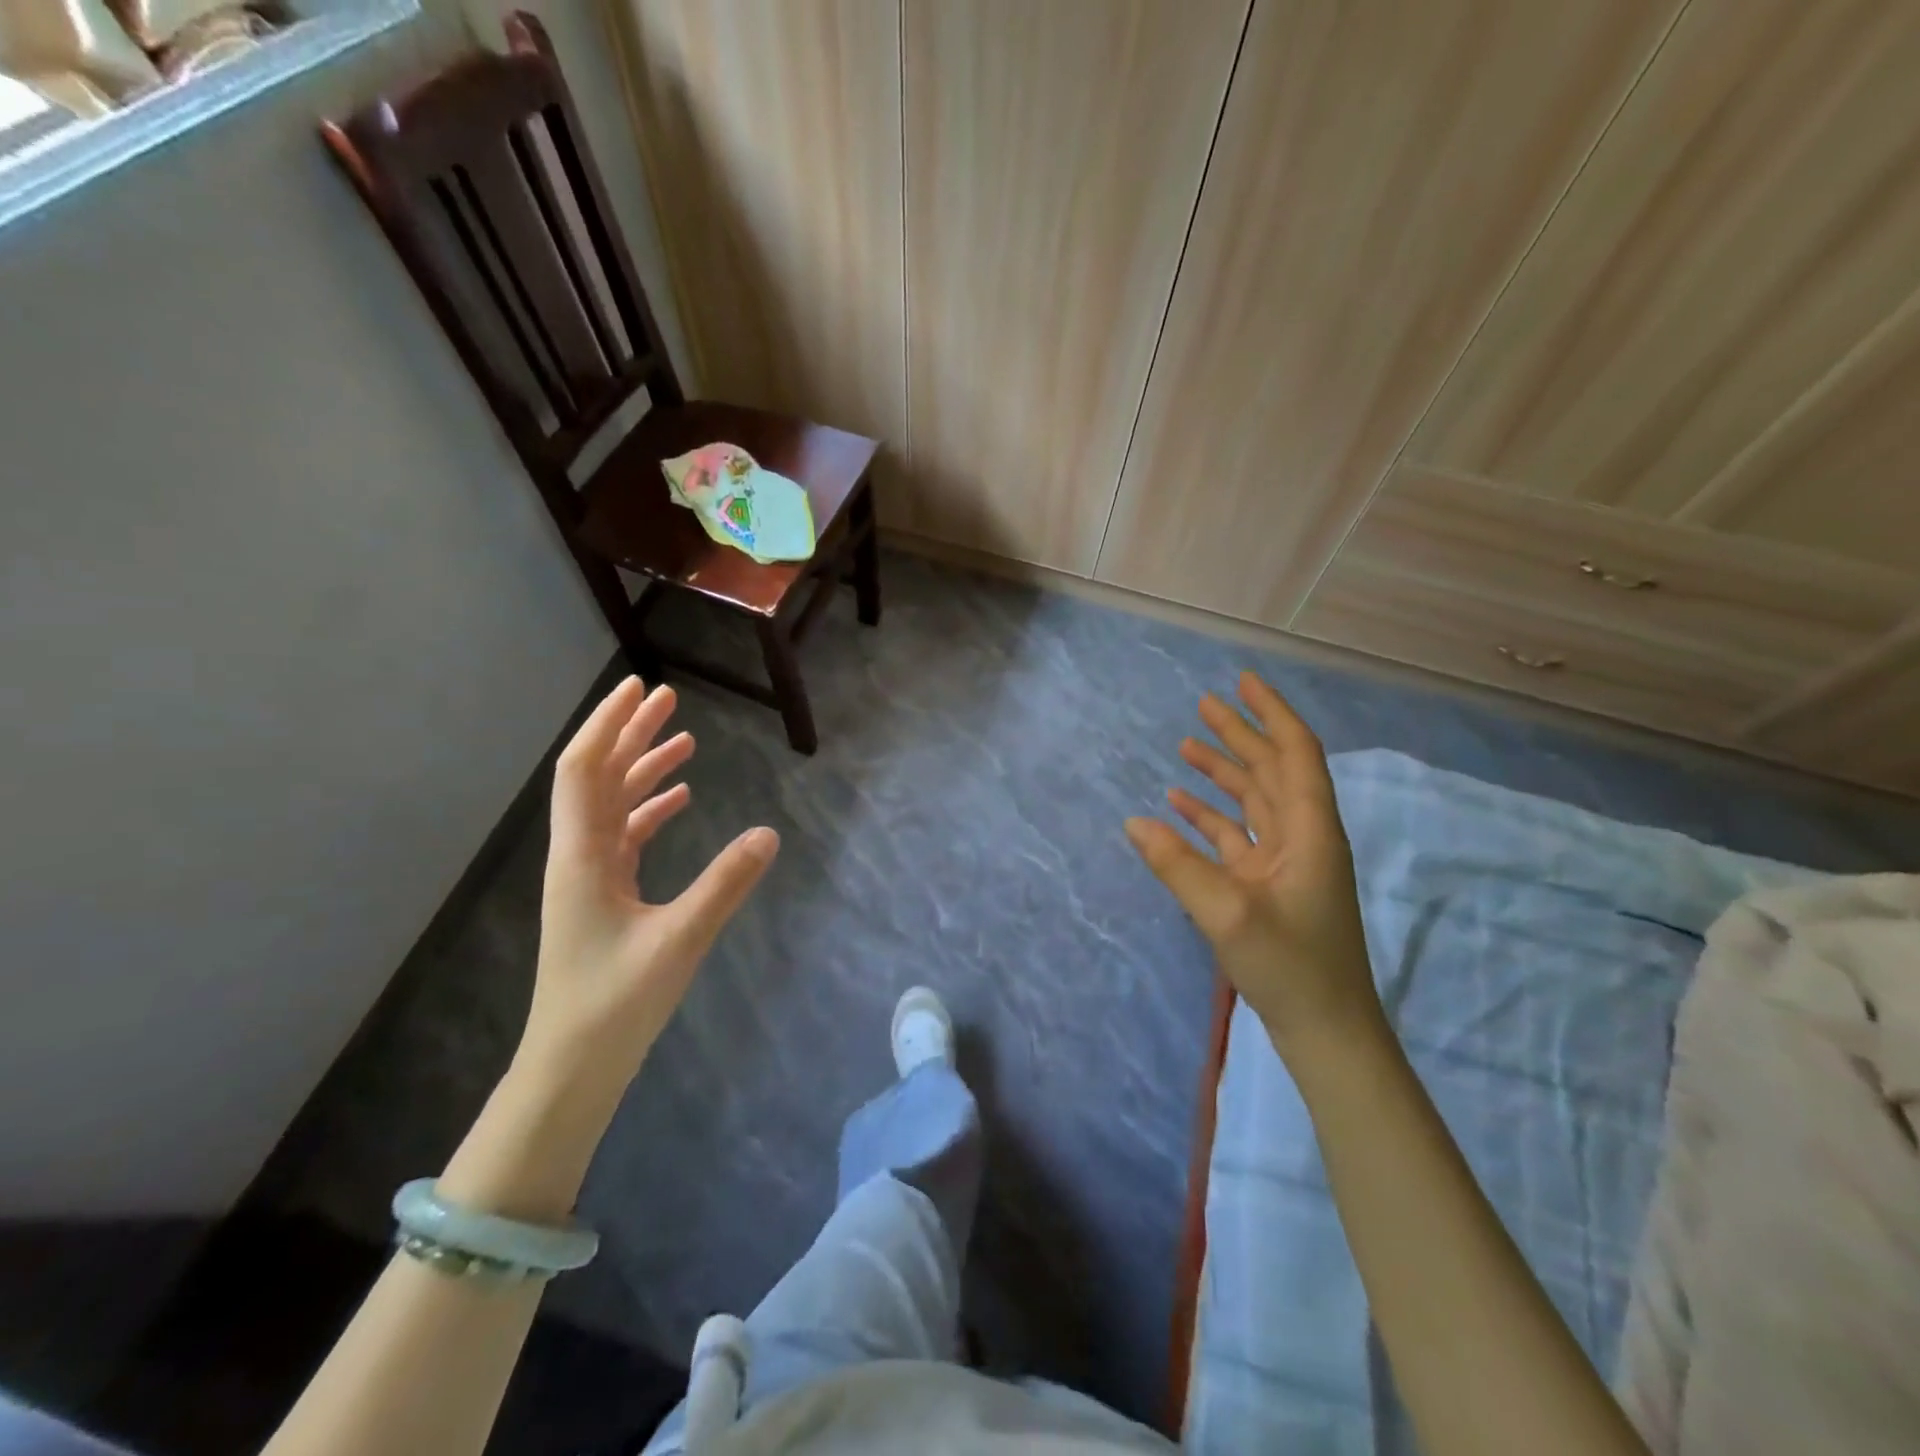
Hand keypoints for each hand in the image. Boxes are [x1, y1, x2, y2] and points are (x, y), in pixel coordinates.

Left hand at [517, 677, 778, 1106]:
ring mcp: (589, 876)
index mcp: (582, 856)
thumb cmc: (616, 1003)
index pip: (585, 770)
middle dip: (631, 734)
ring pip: (613, 805)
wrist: (573, 1066)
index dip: (609, 724)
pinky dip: (651, 809)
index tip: (640, 688)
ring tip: (684, 741)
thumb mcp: (680, 940)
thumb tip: (769, 833)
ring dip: (643, 769)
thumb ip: (725, 884)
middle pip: (599, 777)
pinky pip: (625, 836)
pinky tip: (681, 800)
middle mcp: (578, 855)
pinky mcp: (604, 896)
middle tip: (669, 699)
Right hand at [1125, 671, 1379, 1054]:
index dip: (1271, 713)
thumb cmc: (1290, 969)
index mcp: (1310, 832)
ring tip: (1186, 744)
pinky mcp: (1268, 886)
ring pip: (1254, 801)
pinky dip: (1211, 816)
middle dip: (1240, 734)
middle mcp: (1303, 837)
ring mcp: (1286, 863)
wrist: (1327, 1033)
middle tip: (1204, 703)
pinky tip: (1178, 806)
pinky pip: (1238, 836)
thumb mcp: (1227, 914)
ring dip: (1223, 772)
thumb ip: (1178, 865)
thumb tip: (1134, 821)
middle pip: (1272, 770)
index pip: (1295, 753)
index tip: (1243, 681)